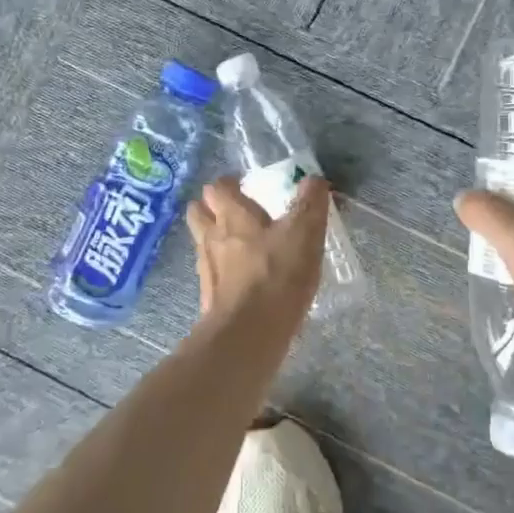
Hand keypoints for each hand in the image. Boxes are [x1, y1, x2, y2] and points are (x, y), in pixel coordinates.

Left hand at [186, 175, 331, 340]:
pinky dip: (225, 272)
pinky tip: (246, 280)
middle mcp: (211, 236)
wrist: (247, 334)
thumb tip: (314, 179)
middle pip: (199, 213)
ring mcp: (207, 269)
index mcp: (231, 215)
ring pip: (204, 243)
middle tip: (238, 213)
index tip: (246, 186)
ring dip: (218, 240)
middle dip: (213, 209)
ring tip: (244, 247)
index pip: (217, 187)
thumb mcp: (304, 233)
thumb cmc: (276, 275)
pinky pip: (213, 274)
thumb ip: (310, 203)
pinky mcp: (209, 298)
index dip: (229, 184)